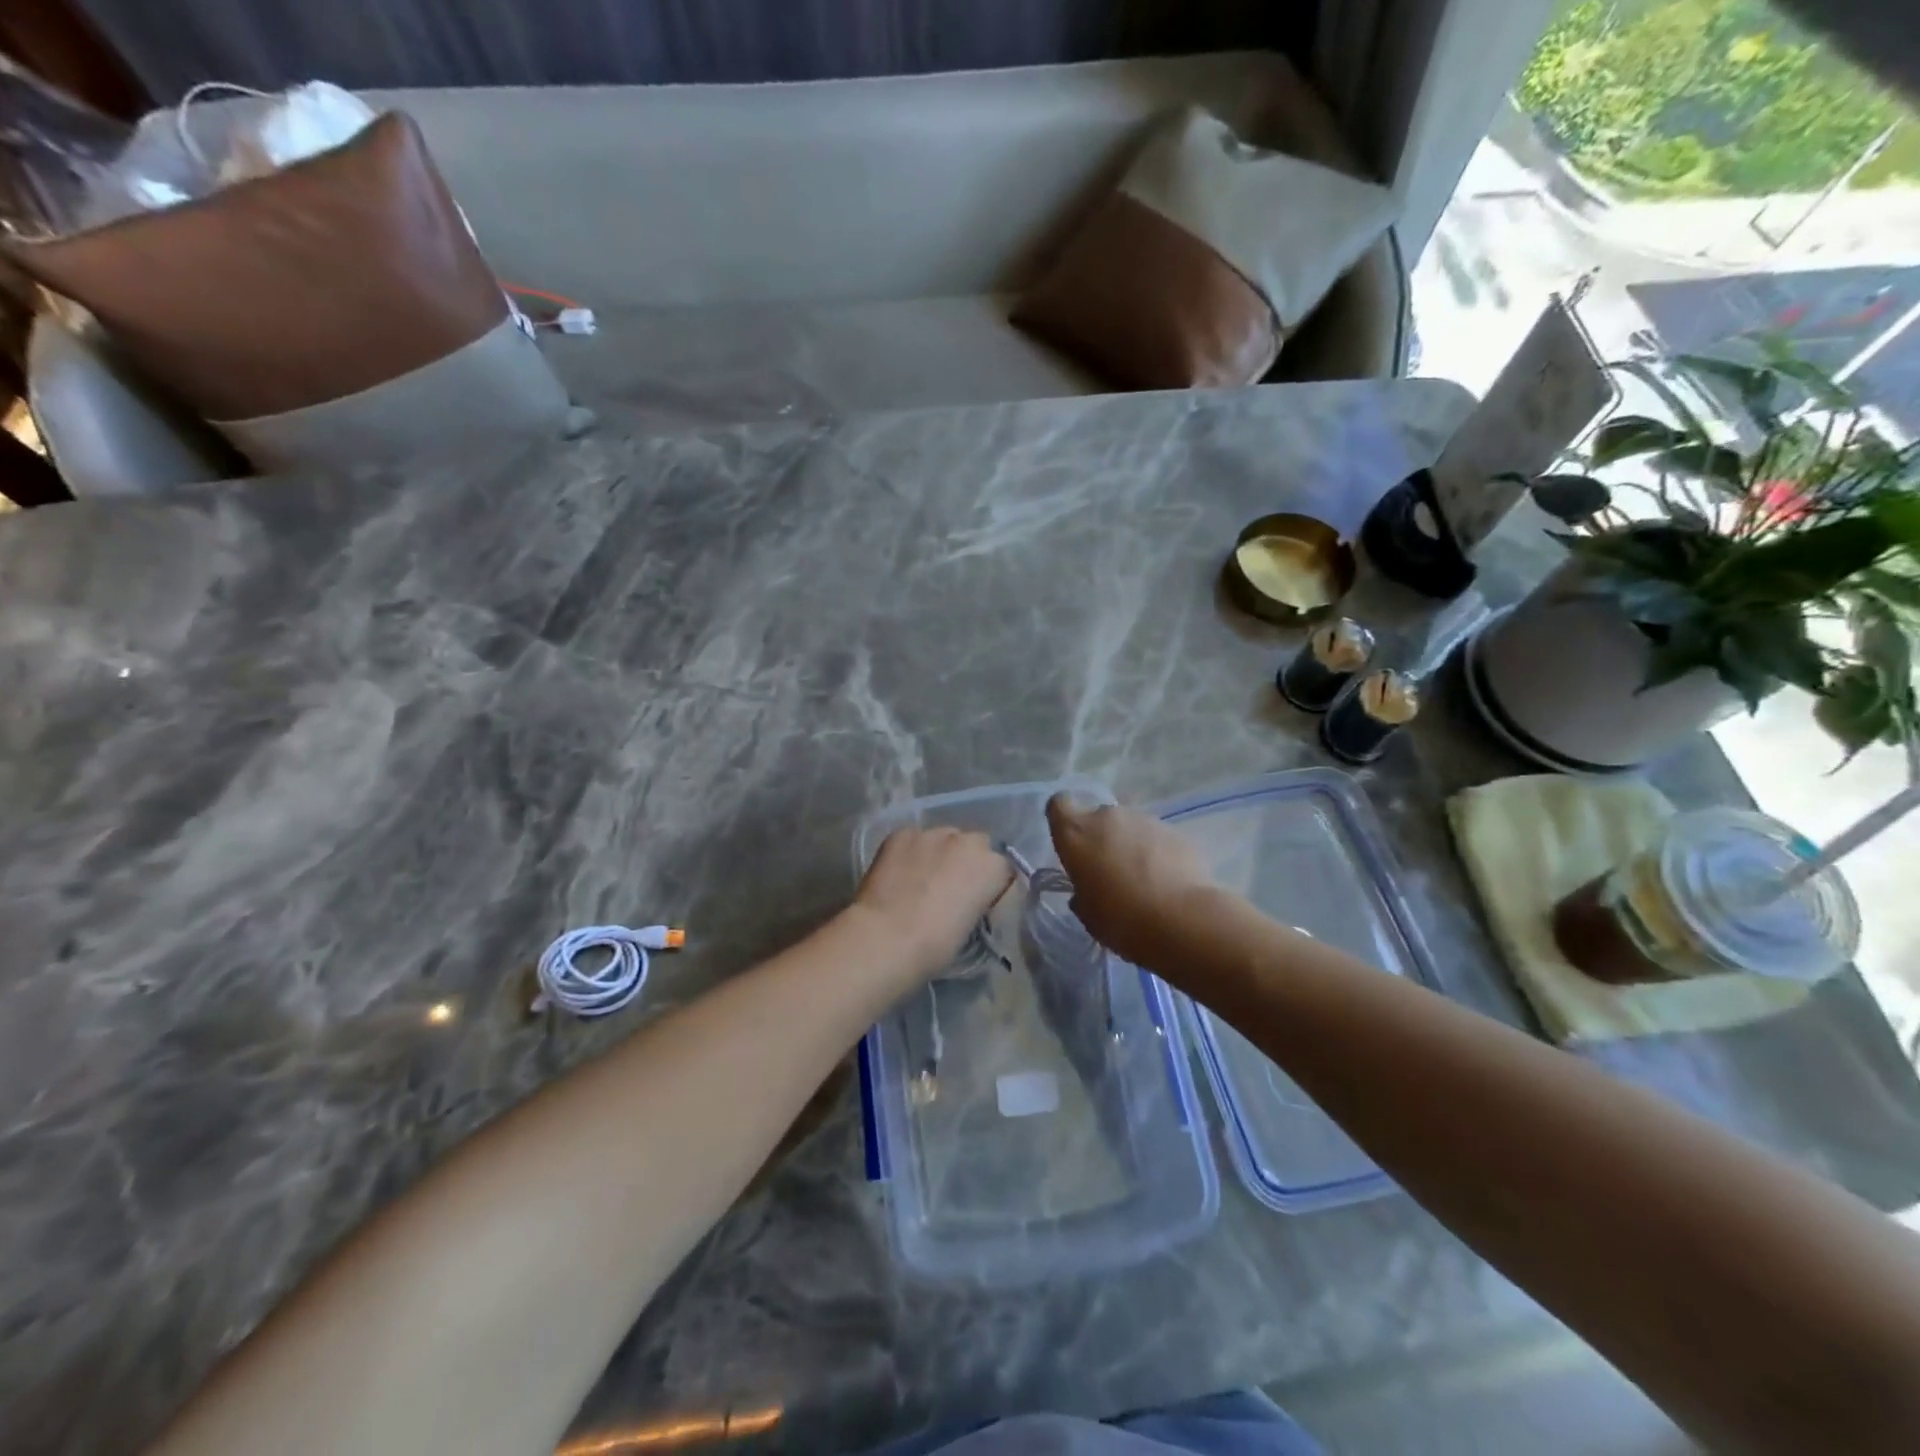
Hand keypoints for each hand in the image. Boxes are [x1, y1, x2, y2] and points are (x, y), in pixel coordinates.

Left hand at [853, 826, 1012, 980]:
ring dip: (939, 854)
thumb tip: (967, 899)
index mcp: (993, 865)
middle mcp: (967, 840)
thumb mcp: (973, 926)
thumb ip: (977, 901)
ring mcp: (931, 833)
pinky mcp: (901, 833)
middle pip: (976, 845)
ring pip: (944, 839)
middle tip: (952, 887)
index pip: (1003, 869)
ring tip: (922, 878)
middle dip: (968, 862)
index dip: (991, 886)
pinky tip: (899, 873)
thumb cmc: (936, 944)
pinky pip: (913, 840)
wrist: (887, 937)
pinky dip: (911, 853)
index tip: (979, 903)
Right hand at [1047, 794, 1217, 970]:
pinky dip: (1157, 853)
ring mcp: (1144, 820)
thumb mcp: (1087, 913)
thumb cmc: (1120, 919)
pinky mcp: (1175, 830)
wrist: (1181, 920)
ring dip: (1130, 845)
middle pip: (1098, 817)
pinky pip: (1157, 838)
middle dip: (1101, 838)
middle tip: (1109, 870)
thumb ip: (1082, 893)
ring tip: (1143, 880)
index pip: (1058, 805)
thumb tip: (1087, 892)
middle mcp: (1107, 817)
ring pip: (1130, 827)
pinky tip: (1167, 882)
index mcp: (1076, 832)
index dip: (1063, 819)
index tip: (1070, 841)